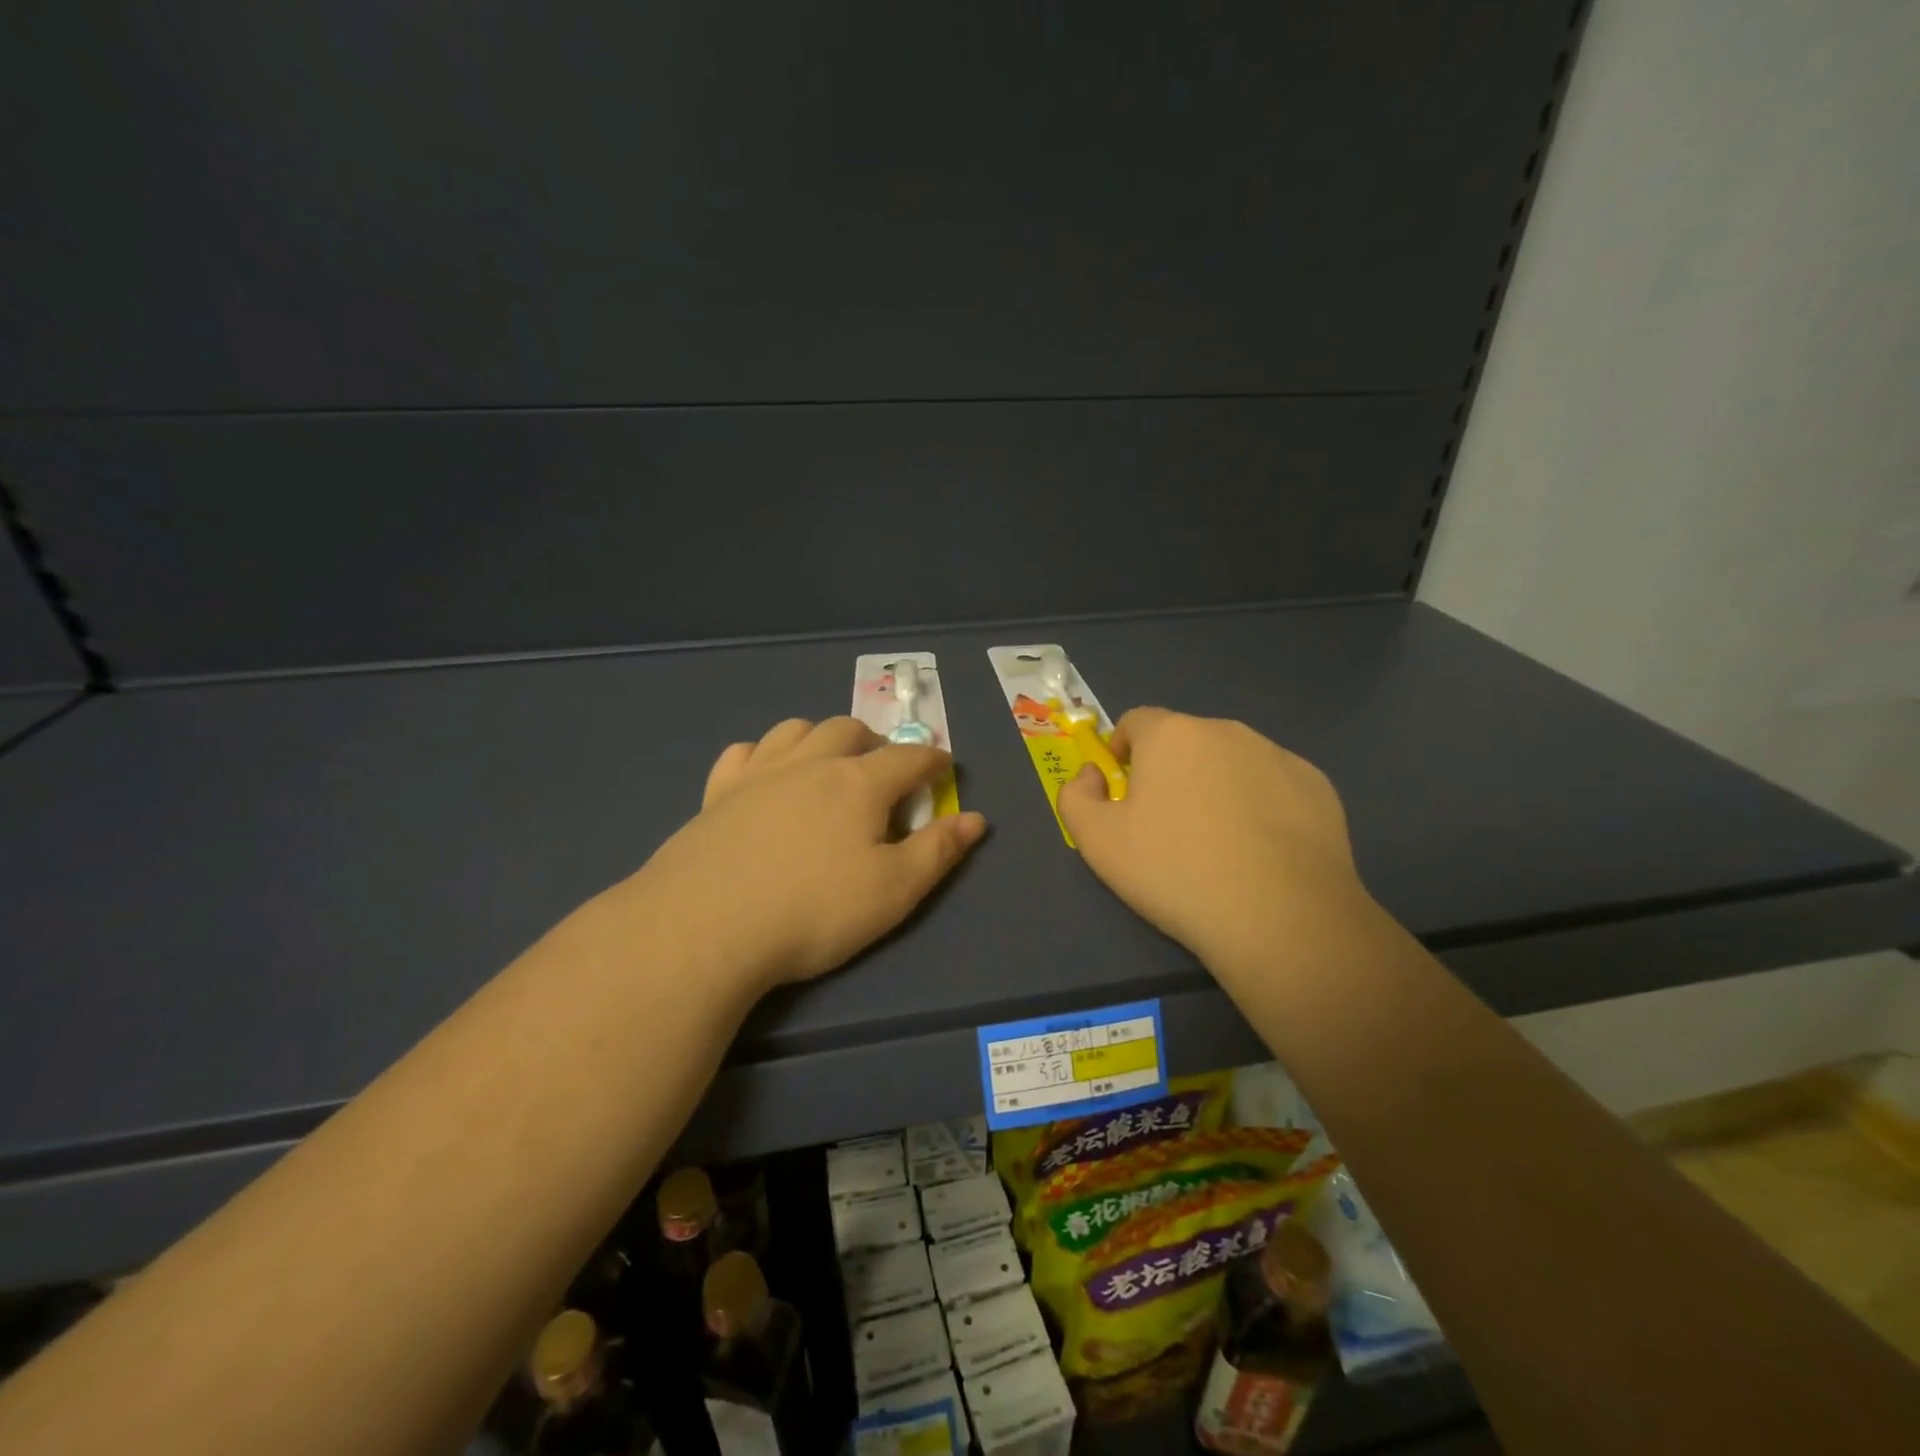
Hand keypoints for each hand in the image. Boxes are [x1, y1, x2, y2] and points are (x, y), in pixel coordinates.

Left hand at [626, 717, 986, 991]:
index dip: (933, 760)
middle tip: (883, 770)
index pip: (908, 758)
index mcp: (859, 783)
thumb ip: (938, 851)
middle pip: (848, 730)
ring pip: (795, 729)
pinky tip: (764, 775)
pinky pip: (743, 753)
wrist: (706, 926)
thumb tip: (976, 818)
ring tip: (827, 763)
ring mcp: (758, 774)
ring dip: (820, 737)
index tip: (944, 767)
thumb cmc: (813, 910)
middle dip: (875, 742)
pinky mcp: (716, 794)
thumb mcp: (893, 890)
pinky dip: (763, 755)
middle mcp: (810, 764)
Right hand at [1057, 708, 1372, 974]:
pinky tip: (1262, 852)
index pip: (1136, 721)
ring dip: (1216, 786)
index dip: (1122, 751)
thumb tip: (1092, 774)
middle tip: (1168, 827)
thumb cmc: (1175, 871)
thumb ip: (1076, 796)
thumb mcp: (1096, 842)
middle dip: (1171, 771)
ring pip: (1231, 762)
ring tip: (1219, 844)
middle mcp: (1227, 730)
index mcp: (1171, 735)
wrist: (1281, 917)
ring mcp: (1278, 755)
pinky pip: (1273, 785)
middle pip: (1185, 741)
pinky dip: (1261, 806)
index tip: (1125, 792)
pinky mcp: (1317, 786)